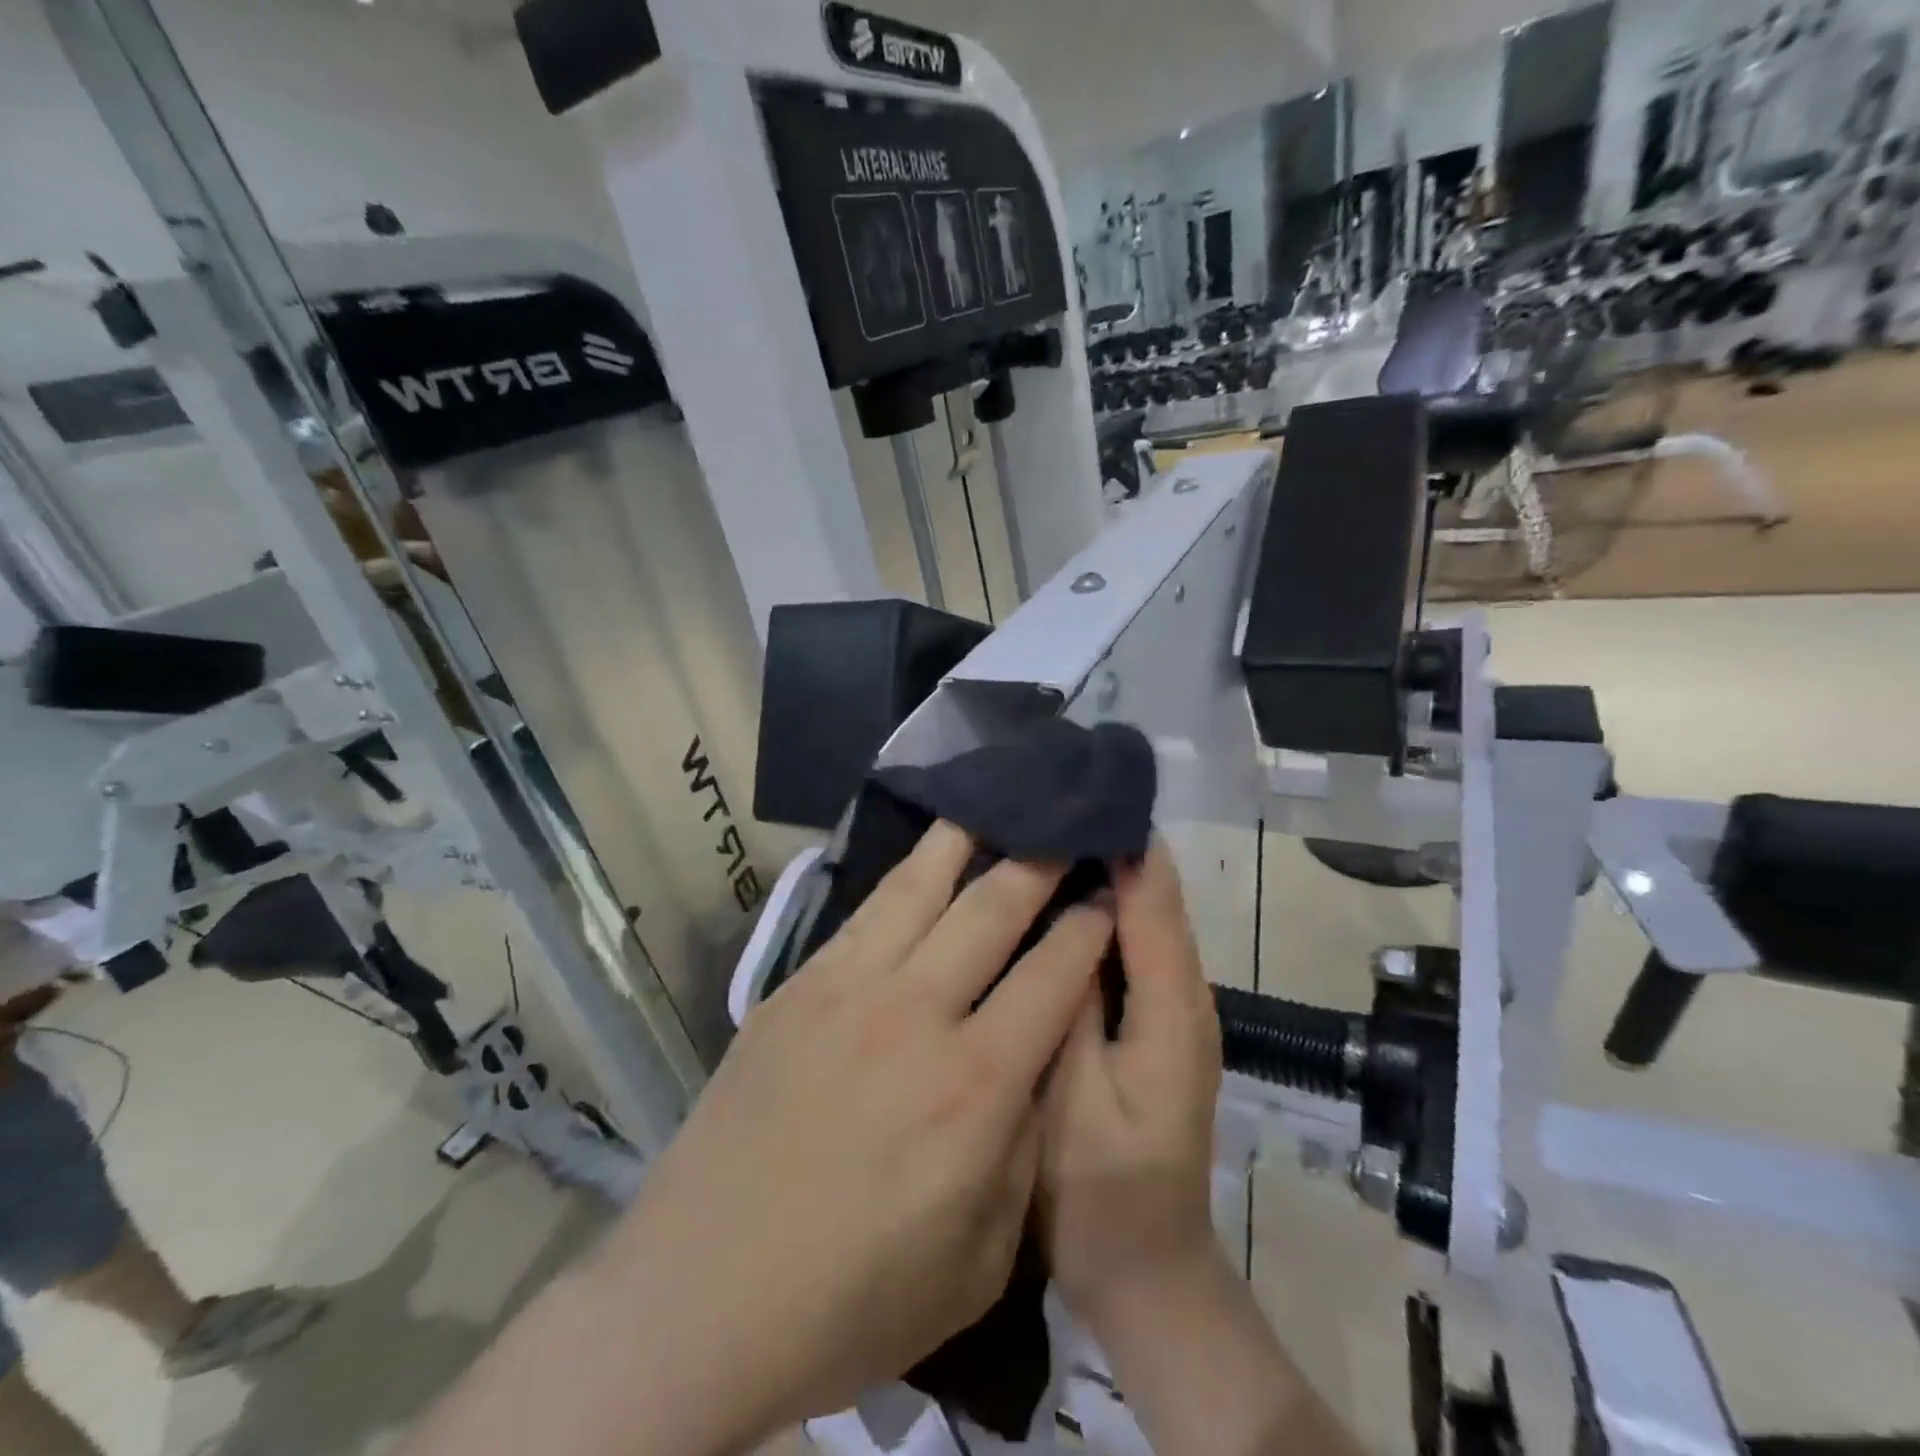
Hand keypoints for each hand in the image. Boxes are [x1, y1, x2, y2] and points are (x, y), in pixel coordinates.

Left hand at [607, 821, 1113, 1440]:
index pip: (1053, 976)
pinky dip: (902, 874)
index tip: (1107, 891)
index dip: (1088, 926)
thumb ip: (1019, 1145)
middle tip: (1064, 822)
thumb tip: (1029, 1060)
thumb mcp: (980, 1259)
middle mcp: (915, 1014)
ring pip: (919, 887)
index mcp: (974, 1086)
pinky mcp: (795, 986)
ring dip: (965, 839)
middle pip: (992, 908)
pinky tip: (919, 855)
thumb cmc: (853, 1298)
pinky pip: (863, 911)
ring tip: (992, 799)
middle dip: (1039, 859)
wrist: (701, 1298)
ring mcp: (847, 990)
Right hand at [1039, 839, 1222, 1338]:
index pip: (1154, 897)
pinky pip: (1133, 947)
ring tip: (1048, 830)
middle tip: (1049, 799)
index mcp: (1173, 1007)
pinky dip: (1104, 912)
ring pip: (1145, 917)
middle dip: (1112, 843)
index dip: (1122, 838)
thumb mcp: (1070, 1098)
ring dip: (1107, 872)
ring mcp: (1174, 1009)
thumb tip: (1073, 912)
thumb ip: (1073, 1003)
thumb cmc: (1099, 1193)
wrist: (1145, 1272)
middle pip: (1157, 896)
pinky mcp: (1155, 1023)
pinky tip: (1059, 898)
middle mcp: (1187, 995)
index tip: (1074, 788)